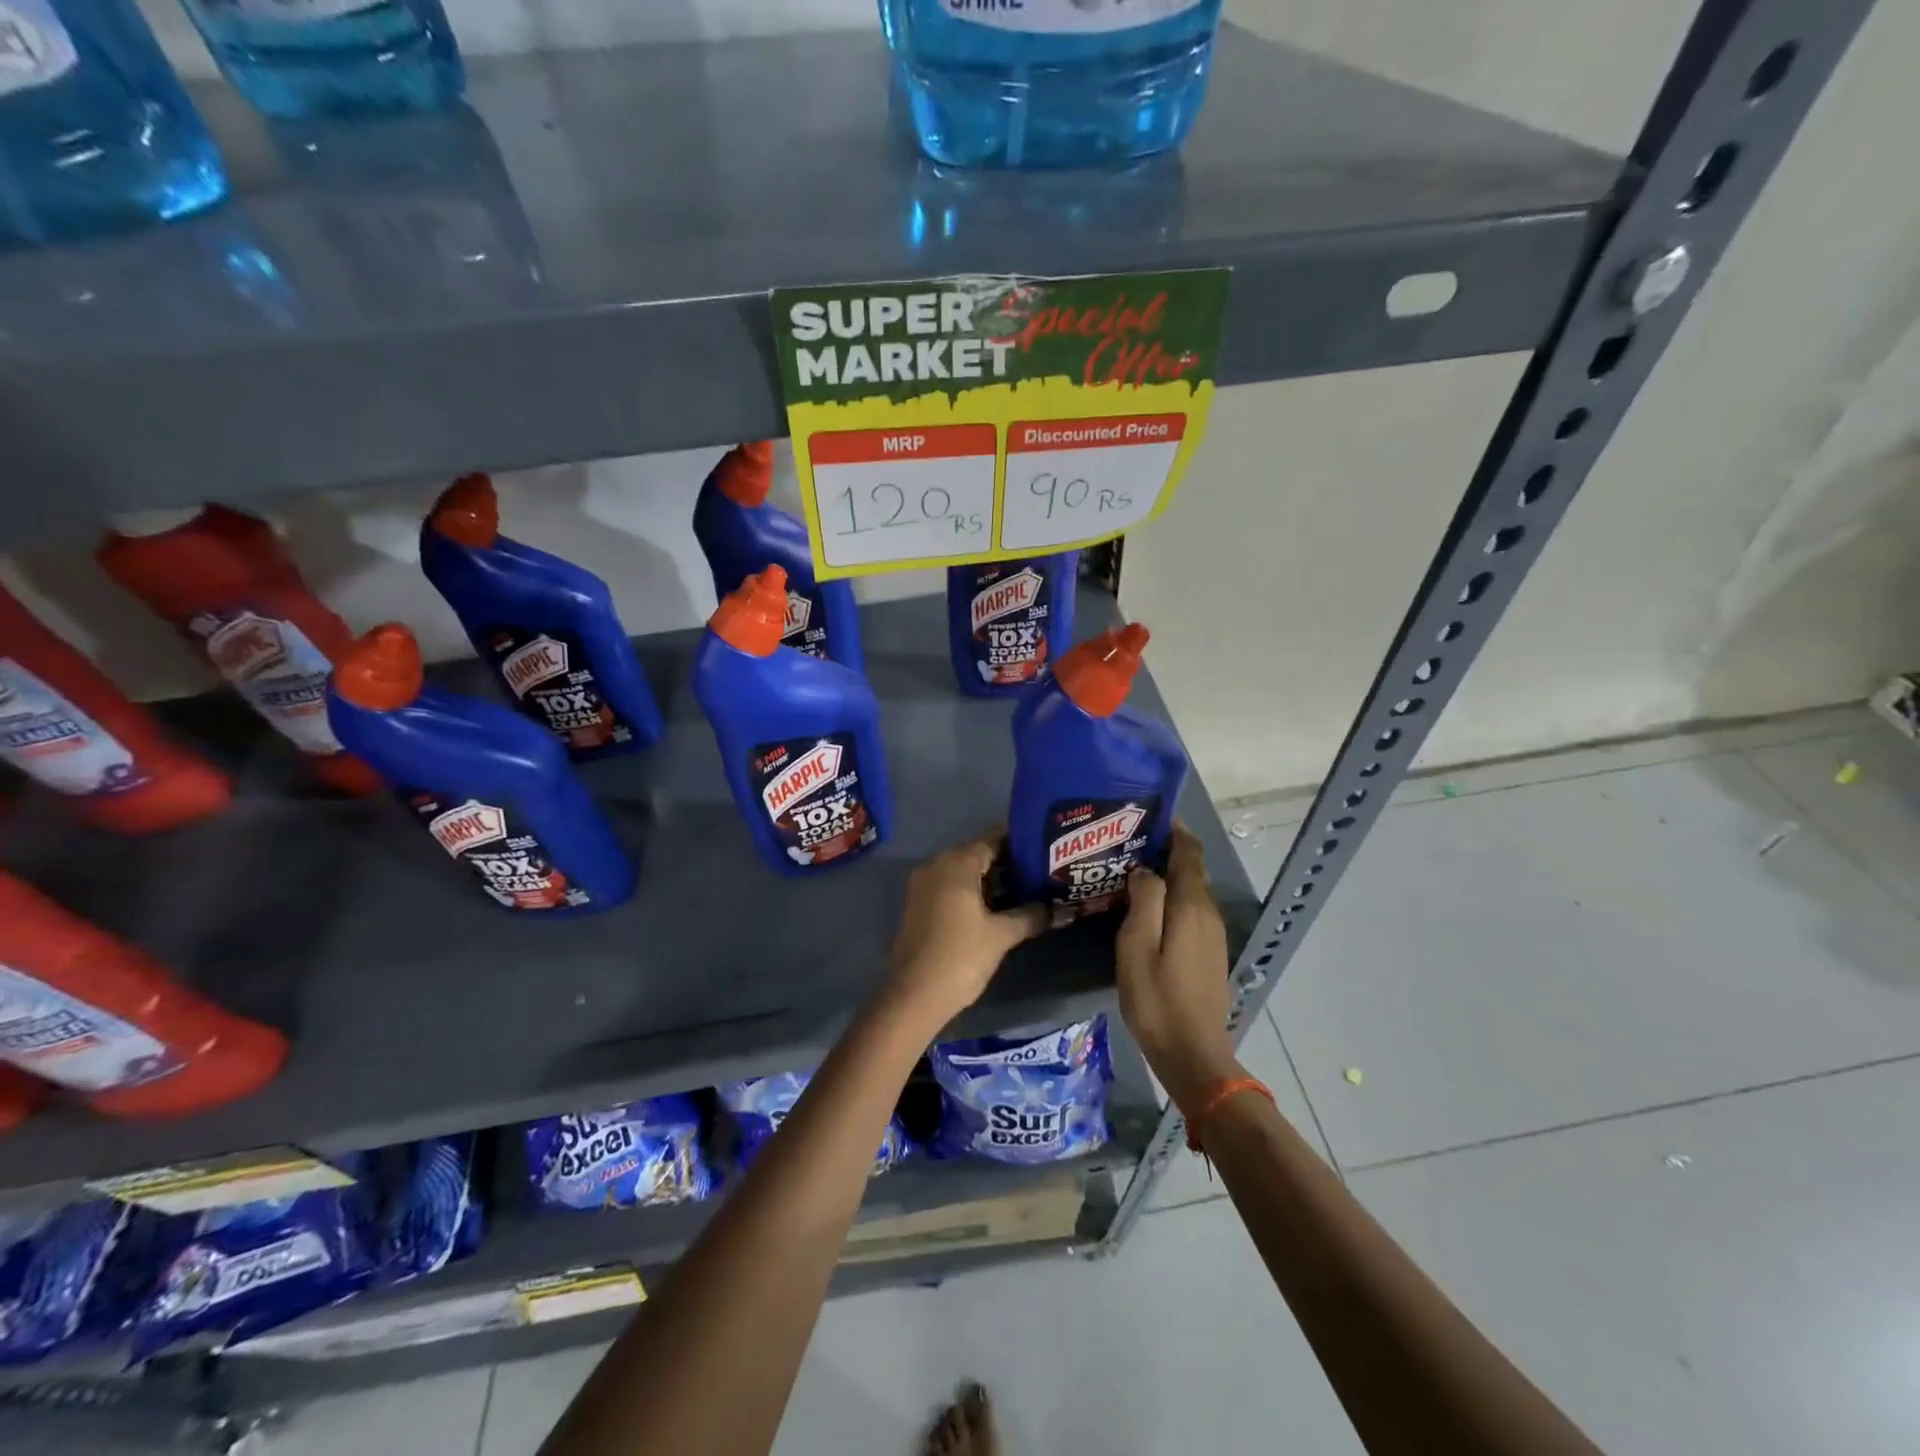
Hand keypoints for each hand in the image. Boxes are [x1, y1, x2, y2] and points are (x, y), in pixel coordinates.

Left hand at [882, 834, 1047, 1030]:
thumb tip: (1061, 909)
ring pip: (965, 873)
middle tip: (1042, 871)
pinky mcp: (920, 905)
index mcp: (956, 863)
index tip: (1046, 848)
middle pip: (978, 854)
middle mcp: (936, 865)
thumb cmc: (960, 956)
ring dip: (992, 880)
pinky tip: (999, 907)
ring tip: (1027, 889)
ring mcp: (924, 885)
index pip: (993, 840)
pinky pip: (952, 887)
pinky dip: (974, 892)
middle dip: (1009, 862)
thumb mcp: (1002, 935)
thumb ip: (1032, 916)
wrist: (914, 996)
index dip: (1020, 843)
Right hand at [1117, 825, 1239, 1113]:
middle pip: (1191, 870)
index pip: (1189, 852)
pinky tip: (1147, 909)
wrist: (1193, 1054)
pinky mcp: (1208, 954)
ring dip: (1167, 876)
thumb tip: (1146, 870)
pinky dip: (1172, 899)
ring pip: (1191, 891)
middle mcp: (1208, 914)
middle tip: (1127, 844)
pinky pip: (1190, 912)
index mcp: (1191, 906)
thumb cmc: (1157, 999)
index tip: (1147, 816)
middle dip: (1165, 851)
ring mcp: (1212, 935)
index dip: (1173, 830)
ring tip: (1131, 872)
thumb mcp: (1137, 946)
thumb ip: (1144, 901)